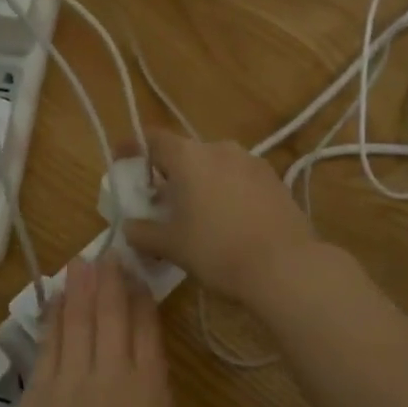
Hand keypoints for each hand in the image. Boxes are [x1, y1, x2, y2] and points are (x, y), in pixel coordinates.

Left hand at [0, 257, 177, 406]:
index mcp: (152, 397)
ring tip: (82, 262)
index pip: (147, 332)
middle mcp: (111, 377)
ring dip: (80, 289)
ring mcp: (68, 383)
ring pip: (77, 321)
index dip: (142, 300)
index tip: (138, 276)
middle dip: (110, 281)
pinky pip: (47, 344)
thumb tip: (146, 398)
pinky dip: (52, 317)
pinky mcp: (36, 395)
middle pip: (110, 316)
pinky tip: (54, 300)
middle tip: (109, 252)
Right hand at [123, 130, 316, 307]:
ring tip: (194, 215)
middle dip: (168, 174)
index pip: (153, 139)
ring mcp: (252, 162)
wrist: (285, 266)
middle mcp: (220, 149)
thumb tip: (129, 227)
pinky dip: (225, 192)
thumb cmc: (216, 250)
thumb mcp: (170, 246)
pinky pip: (238, 179)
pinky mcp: (275, 181)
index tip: (122, 162)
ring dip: (198, 183)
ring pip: (214, 166)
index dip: (134, 148)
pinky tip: (226, 222)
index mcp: (189, 157)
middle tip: (158, 202)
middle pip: (185, 153)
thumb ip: (142, 232)